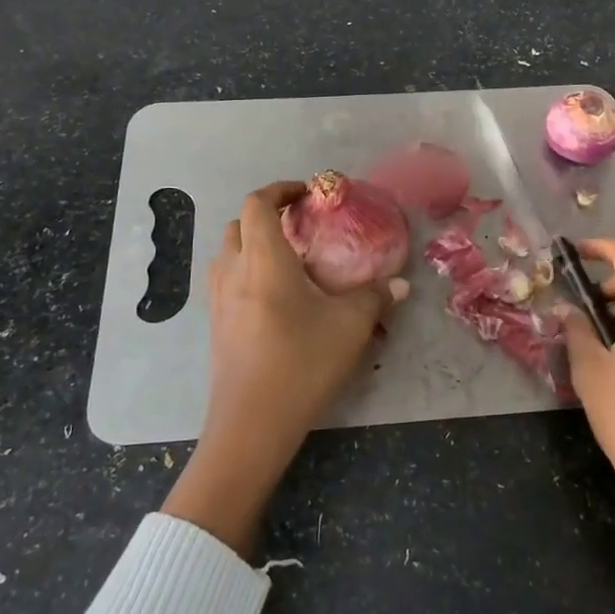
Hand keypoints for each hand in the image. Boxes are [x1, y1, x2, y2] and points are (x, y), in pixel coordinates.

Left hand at [162, 181, 407, 556]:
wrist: (250, 424)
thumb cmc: (301, 363)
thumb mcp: (350, 327)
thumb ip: (375, 298)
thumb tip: (400, 284)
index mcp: (263, 259)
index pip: (258, 203)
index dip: (280, 189)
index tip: (307, 195)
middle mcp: (233, 271)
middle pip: (238, 223)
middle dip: (265, 216)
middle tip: (299, 228)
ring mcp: (217, 299)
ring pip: (227, 252)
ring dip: (252, 243)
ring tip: (287, 261)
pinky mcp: (214, 324)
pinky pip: (225, 280)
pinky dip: (245, 271)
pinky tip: (274, 297)